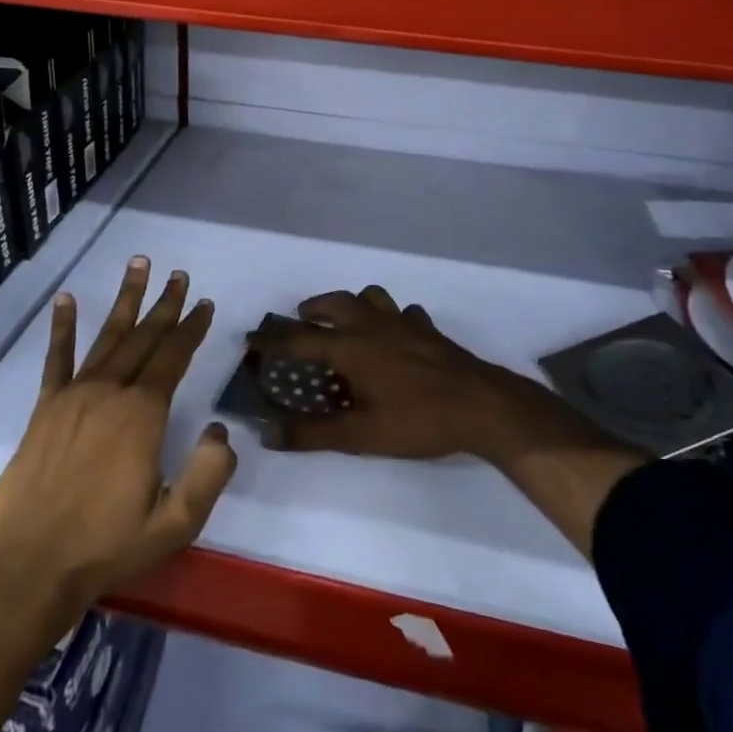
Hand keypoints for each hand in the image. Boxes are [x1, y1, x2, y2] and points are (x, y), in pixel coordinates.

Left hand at [0, 257, 235, 619]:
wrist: (32, 570)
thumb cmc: (108, 547)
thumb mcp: (175, 523)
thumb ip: (208, 474)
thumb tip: (221, 430)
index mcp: (142, 415)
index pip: (174, 357)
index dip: (192, 328)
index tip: (204, 304)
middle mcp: (110, 393)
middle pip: (144, 337)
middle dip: (165, 305)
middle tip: (179, 275)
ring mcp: (74, 397)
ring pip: (107, 337)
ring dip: (125, 300)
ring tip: (138, 265)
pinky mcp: (45, 409)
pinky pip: (56, 360)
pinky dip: (62, 328)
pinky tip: (66, 300)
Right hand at [246, 286, 600, 465]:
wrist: (482, 405)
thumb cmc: (417, 420)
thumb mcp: (361, 435)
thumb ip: (312, 433)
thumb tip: (267, 432)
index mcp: (350, 347)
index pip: (299, 340)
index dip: (271, 340)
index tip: (250, 339)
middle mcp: (372, 325)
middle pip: (334, 303)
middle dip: (312, 310)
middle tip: (300, 321)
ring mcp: (403, 322)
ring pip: (370, 297)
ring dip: (351, 304)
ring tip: (345, 321)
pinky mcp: (427, 328)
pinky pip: (403, 312)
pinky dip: (391, 317)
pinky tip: (395, 334)